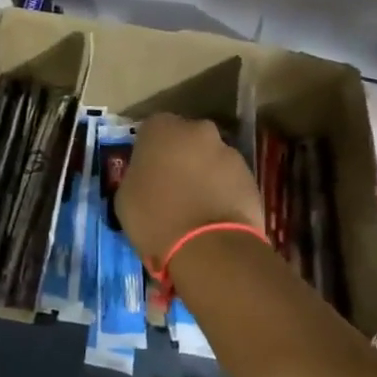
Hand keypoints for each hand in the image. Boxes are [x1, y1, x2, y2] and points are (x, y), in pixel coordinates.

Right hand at [115, 113, 264, 268]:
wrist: (209, 247)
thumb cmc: (155, 218)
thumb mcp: (125, 196)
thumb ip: (137, 175)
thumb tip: (147, 177)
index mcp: (161, 128)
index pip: (151, 130)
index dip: (149, 152)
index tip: (147, 172)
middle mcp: (197, 130)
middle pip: (185, 139)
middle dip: (180, 157)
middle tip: (172, 187)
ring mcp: (228, 151)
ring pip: (210, 158)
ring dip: (203, 174)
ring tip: (196, 207)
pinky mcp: (251, 176)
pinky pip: (229, 179)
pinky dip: (223, 191)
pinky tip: (215, 216)